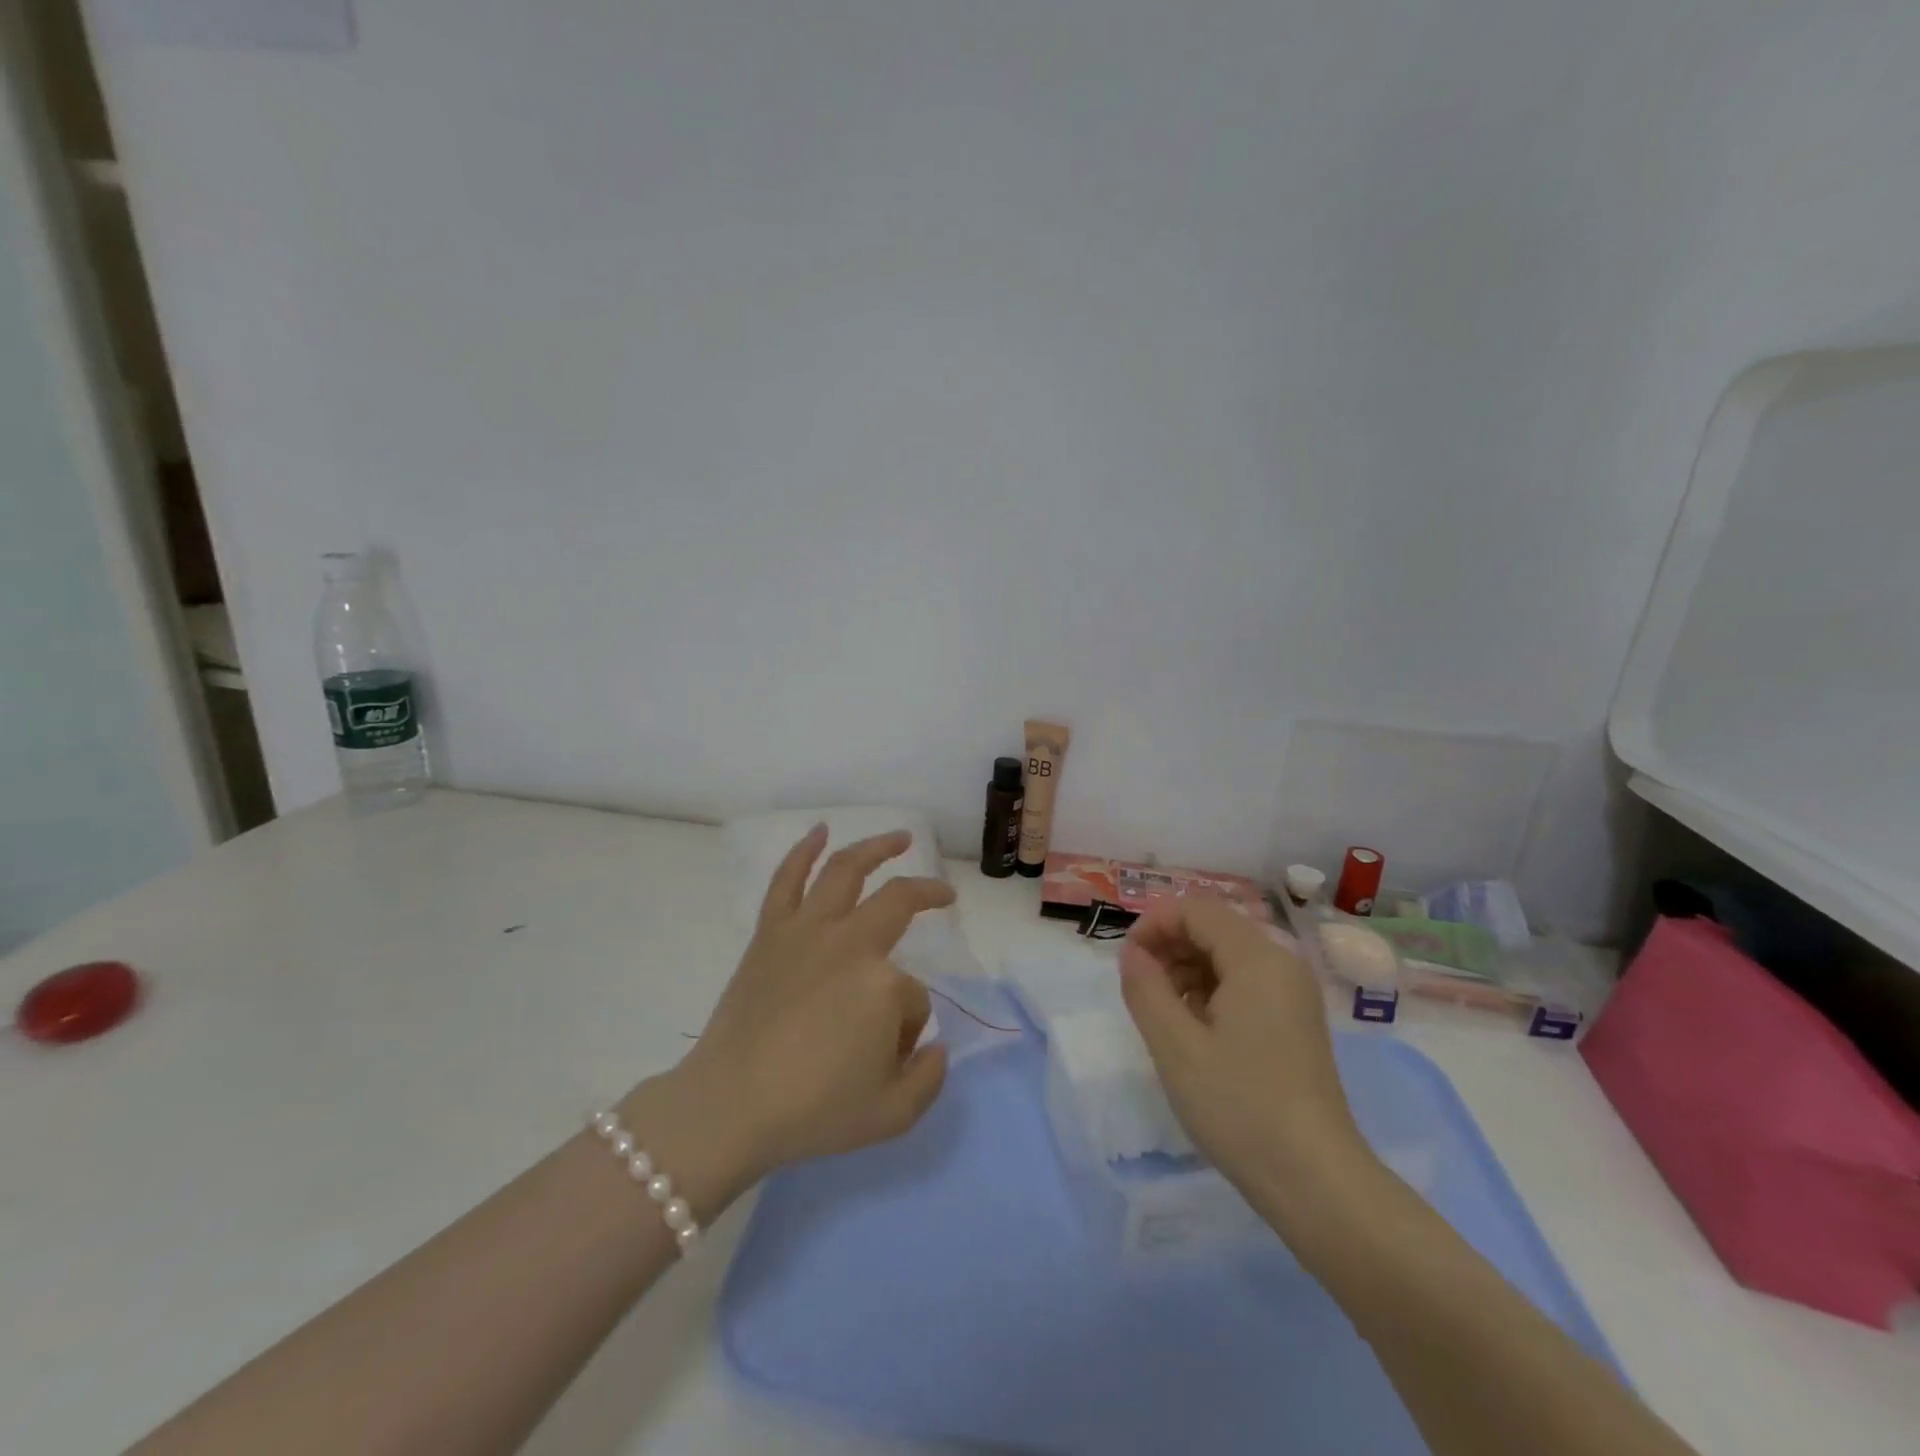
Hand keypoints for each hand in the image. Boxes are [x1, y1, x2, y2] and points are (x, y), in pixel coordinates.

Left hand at [672, 826, 953, 1182]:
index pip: (915, 995)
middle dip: (926, 894)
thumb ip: (930, 1078)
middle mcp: (849, 943)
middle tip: (943, 895)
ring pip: (846, 870)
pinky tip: (819, 831)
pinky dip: (803, 851)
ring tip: (899, 838)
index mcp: (883, 984)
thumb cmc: (813, 1111)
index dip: (910, 1024)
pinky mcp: (770, 932)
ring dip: (876, 847)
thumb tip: (936, 1045)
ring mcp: (806, 930)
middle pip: (897, 902)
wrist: (730, 1107)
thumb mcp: (892, 1113)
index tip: (892, 1051)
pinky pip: (786, 880)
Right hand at [1119, 901, 1367, 1194]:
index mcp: (1258, 958)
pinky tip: (1195, 1030)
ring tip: (1165, 1014)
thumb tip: (1132, 952)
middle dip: (1170, 947)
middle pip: (1214, 928)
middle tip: (1141, 990)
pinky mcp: (1295, 1020)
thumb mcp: (1175, 1046)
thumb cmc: (1239, 1107)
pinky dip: (1212, 991)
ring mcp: (1293, 993)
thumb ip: (1145, 987)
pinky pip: (1245, 982)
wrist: (1315, 1181)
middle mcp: (1282, 963)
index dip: (1154, 925)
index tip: (1127, 963)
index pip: (1196, 910)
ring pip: (1228, 955)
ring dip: (1188, 970)